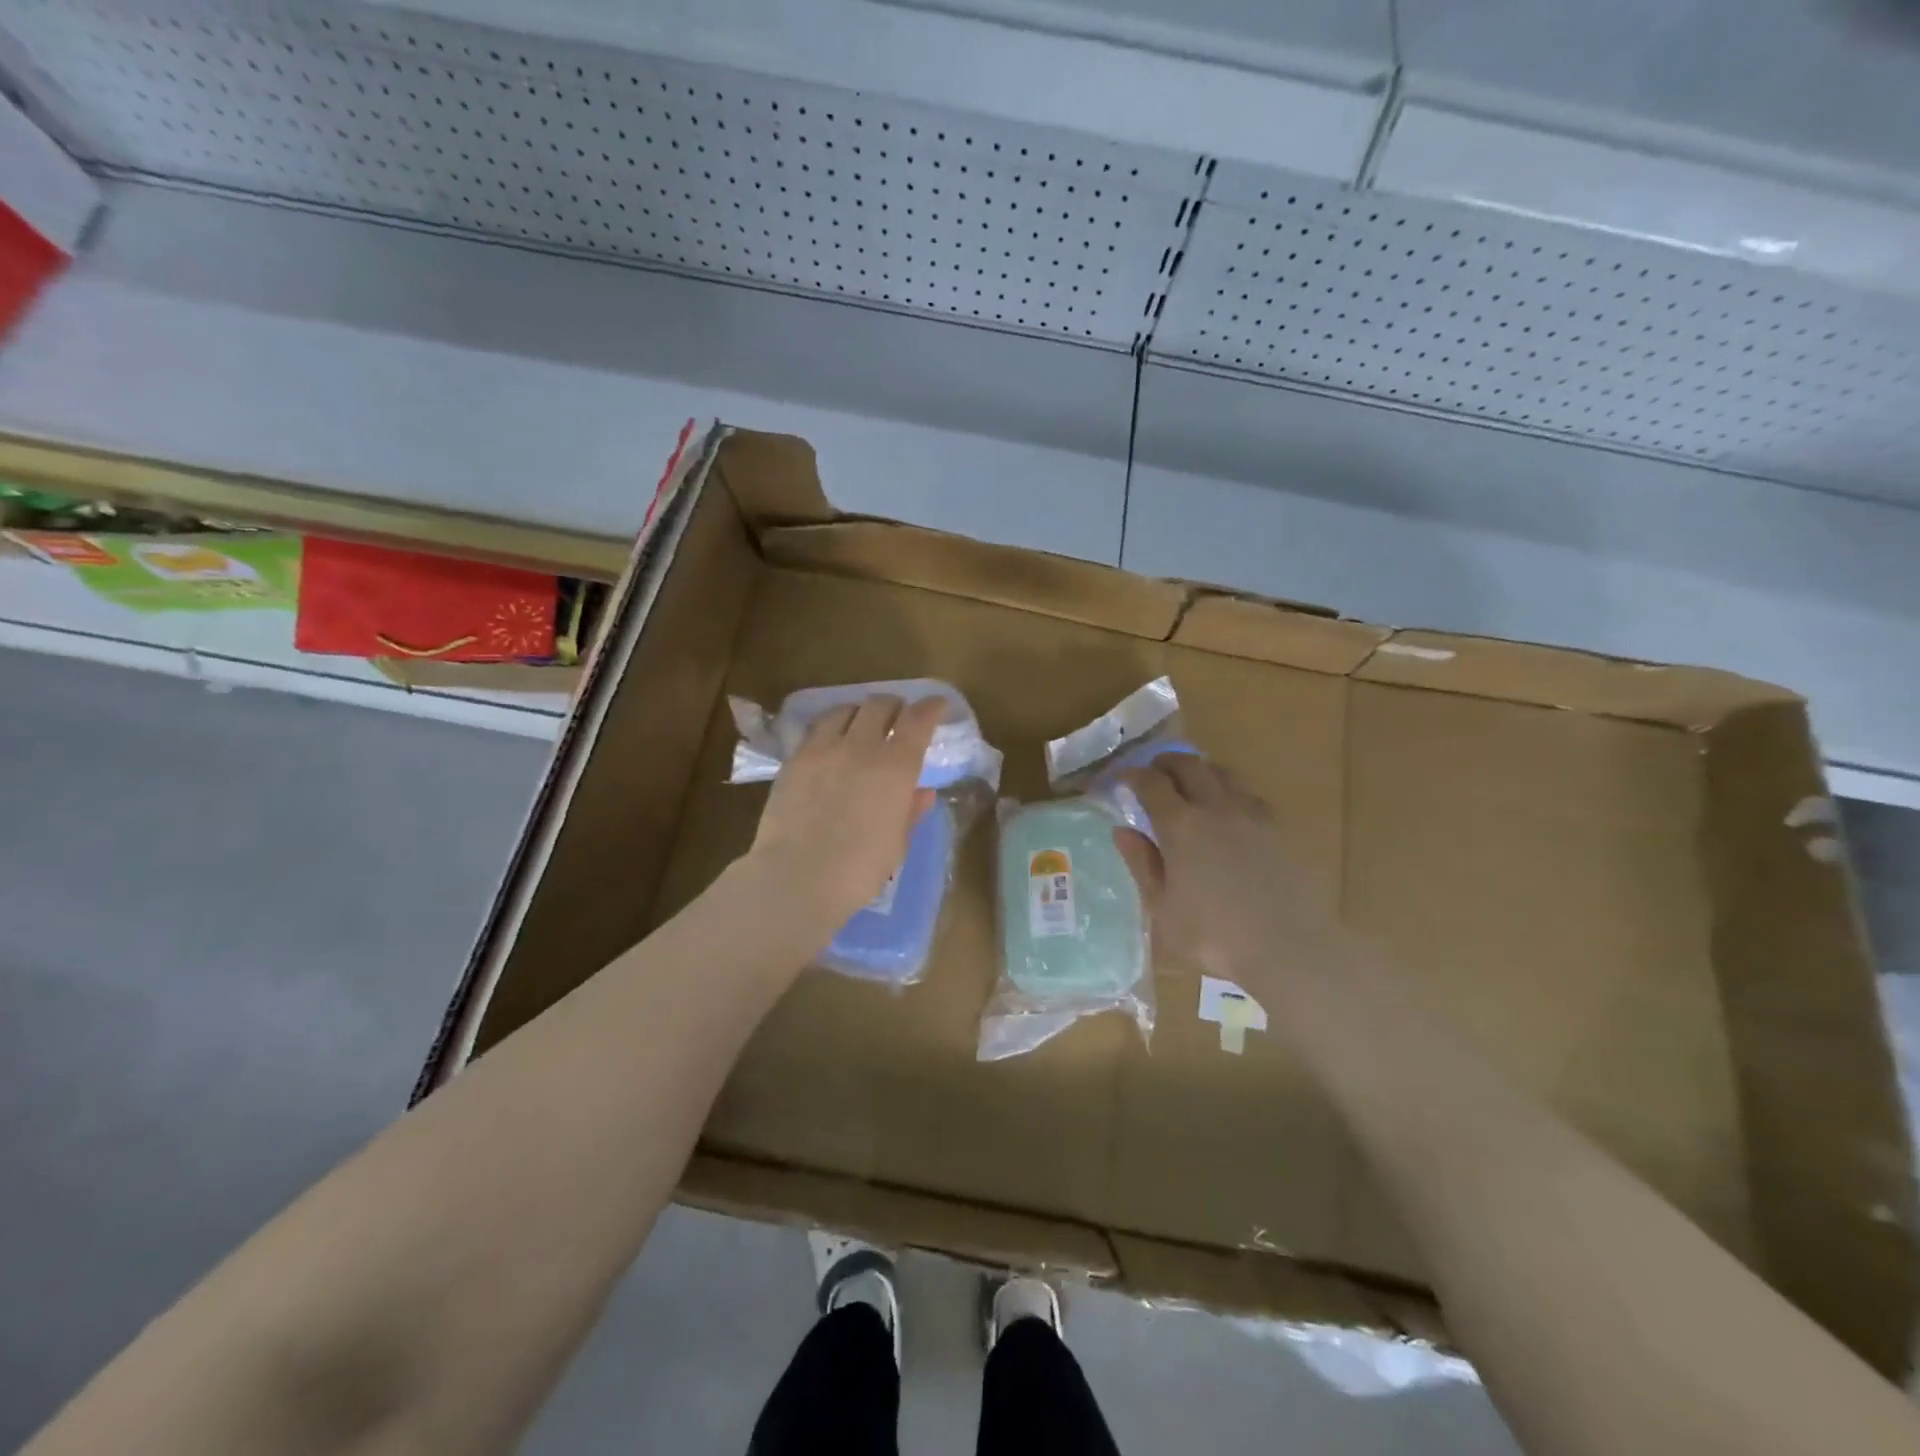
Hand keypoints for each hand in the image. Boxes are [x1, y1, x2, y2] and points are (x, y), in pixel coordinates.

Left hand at [746, 694, 941, 936]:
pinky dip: (833, 726)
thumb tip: (922, 792)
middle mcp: (861, 746)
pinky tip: (833, 742)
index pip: (918, 720)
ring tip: (863, 725)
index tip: (938, 705)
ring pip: (846, 710)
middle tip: (899, 718)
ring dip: (861, 712)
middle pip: (880, 705)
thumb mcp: (897, 843)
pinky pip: (818, 728)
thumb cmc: (859, 869)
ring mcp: (823, 748)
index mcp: (896, 767)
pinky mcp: (794, 759)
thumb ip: (910, 811)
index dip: (931, 707)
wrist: (797, 877)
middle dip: (895, 706)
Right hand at [1114, 757, 1341, 990]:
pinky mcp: (1282, 829)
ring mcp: (1254, 816)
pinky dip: (1231, 792)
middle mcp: (1217, 809)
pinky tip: (1231, 812)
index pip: (1152, 784)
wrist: (1291, 948)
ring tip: (1192, 783)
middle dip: (1167, 762)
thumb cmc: (1214, 936)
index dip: (1134, 775)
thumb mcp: (1163, 908)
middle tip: (1155, 771)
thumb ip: (1142, 864)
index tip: (1122, 778)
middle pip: (1190, 766)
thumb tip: (1123, 831)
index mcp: (1181, 826)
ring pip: (1224, 774)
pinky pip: (1250, 796)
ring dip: (1201, 771)